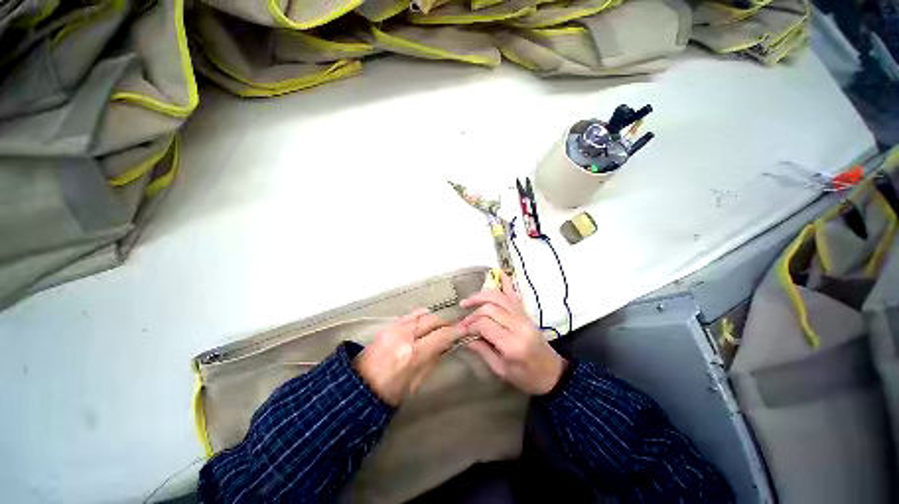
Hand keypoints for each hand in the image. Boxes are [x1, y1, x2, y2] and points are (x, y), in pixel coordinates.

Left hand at [354, 309, 458, 405]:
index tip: (464, 330)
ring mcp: (395, 329)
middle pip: (432, 321)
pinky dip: (421, 315)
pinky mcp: (388, 326)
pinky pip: (409, 315)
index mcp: (413, 355)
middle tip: (452, 328)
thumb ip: (431, 361)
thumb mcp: (415, 384)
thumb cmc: (388, 393)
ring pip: (422, 315)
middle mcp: (405, 336)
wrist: (357, 387)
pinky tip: (425, 317)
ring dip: (434, 319)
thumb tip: (444, 346)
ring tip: (439, 325)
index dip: (455, 332)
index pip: (441, 336)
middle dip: (445, 323)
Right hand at [457, 272, 566, 395]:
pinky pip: (514, 294)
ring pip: (499, 297)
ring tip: (468, 301)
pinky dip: (506, 282)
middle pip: (490, 308)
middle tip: (463, 322)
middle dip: (473, 313)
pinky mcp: (526, 313)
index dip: (470, 325)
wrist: (553, 374)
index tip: (462, 330)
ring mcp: (524, 316)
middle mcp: (519, 325)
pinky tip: (498, 273)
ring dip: (481, 296)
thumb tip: (465, 336)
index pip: (485, 324)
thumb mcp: (501, 370)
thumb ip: (482, 350)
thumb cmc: (527, 378)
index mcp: (512, 344)